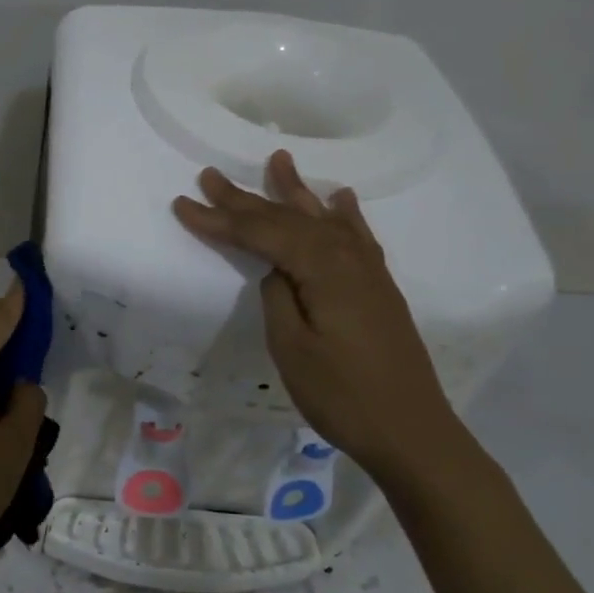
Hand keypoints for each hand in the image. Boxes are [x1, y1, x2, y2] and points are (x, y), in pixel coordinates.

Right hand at [173, 150, 467, 482]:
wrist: (412, 432)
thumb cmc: (343, 396)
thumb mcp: (293, 349)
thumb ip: (278, 298)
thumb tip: (275, 270)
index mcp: (323, 270)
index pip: (261, 234)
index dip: (219, 220)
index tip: (182, 204)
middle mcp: (348, 258)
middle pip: (288, 219)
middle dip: (246, 199)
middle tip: (210, 176)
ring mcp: (368, 271)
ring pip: (322, 220)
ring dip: (295, 192)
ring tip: (278, 161)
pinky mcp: (378, 288)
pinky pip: (356, 236)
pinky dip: (344, 215)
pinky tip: (340, 199)